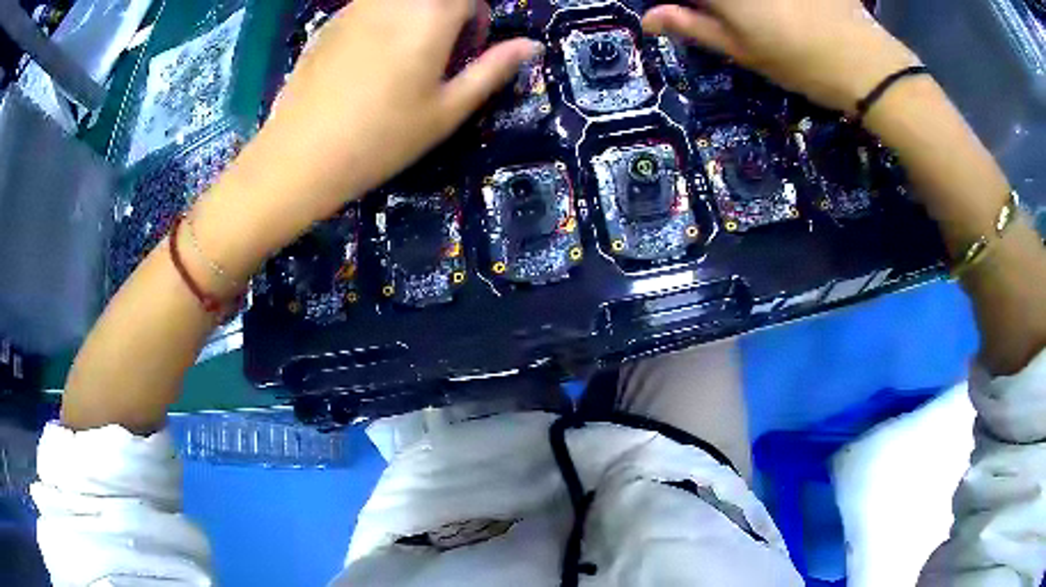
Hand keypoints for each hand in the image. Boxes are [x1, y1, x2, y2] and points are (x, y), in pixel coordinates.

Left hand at [190, 0, 537, 282]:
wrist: (300, 157)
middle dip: (448, 14)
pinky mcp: (329, 23)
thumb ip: (492, 69)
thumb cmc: (382, 138)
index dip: (477, 17)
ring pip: (401, 1)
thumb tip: (531, 46)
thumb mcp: (447, 111)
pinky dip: (384, 22)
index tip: (469, 49)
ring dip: (416, 16)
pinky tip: (367, 63)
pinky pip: (370, 9)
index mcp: (430, 15)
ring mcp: (356, 8)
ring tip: (403, 59)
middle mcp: (393, 0)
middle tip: (438, 54)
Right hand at [642, 0, 918, 112]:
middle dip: (710, 7)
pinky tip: (779, 14)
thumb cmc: (801, 63)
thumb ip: (693, 26)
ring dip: (738, 9)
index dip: (678, 3)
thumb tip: (649, 18)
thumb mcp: (743, 50)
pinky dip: (766, 5)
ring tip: (754, 22)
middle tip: (715, 17)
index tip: (678, 12)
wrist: (866, 64)